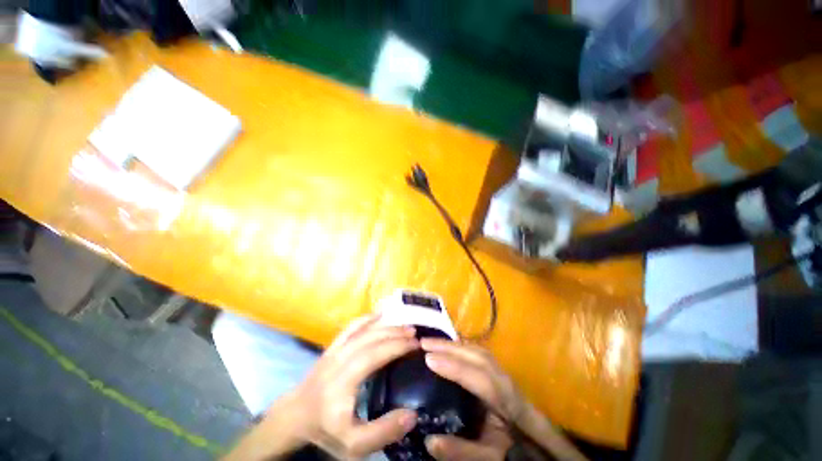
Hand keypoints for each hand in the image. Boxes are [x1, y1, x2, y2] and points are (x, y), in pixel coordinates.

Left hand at [290, 314, 419, 458]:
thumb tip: (412, 414)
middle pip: (371, 339)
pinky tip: (379, 314)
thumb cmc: (325, 428)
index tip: (416, 345)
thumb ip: (382, 432)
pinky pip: (351, 327)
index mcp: (343, 381)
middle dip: (395, 333)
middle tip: (415, 333)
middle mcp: (339, 359)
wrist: (295, 415)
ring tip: (404, 326)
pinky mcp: (332, 346)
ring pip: (363, 330)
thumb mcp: (353, 445)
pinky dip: (366, 319)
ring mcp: (334, 350)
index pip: (375, 355)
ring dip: (386, 326)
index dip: (397, 347)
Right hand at [421, 339, 588, 460]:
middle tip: (422, 344)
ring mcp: (502, 371)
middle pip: (477, 356)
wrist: (536, 440)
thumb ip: (462, 452)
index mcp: (507, 402)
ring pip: (477, 350)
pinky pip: (477, 351)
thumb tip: (430, 440)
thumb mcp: (490, 457)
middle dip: (448, 347)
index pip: (479, 379)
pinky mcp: (498, 369)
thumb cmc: (514, 448)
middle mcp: (505, 380)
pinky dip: (460, 346)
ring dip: (453, 344)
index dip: (453, 367)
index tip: (428, 359)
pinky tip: (448, 346)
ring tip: (431, 342)